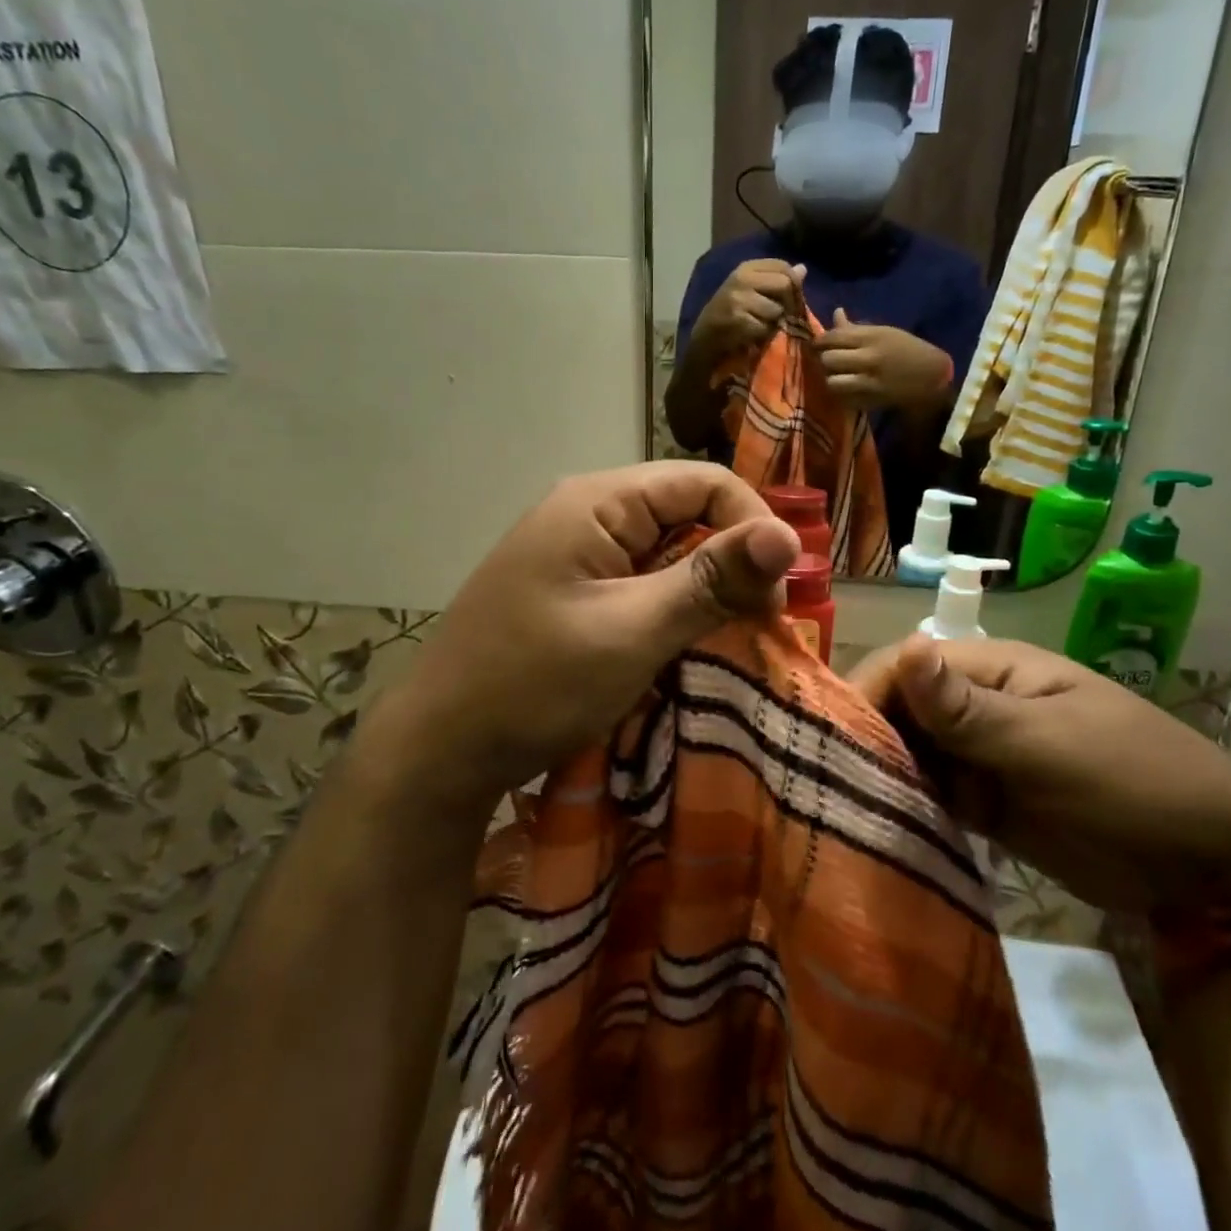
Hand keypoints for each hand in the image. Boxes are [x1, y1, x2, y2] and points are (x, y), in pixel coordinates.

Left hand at [357, 464, 799, 827]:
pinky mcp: (571, 588)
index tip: (778, 595)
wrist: (441, 748)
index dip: (753, 527)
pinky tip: (688, 641)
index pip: (704, 482)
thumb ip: (710, 580)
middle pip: (686, 512)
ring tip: (733, 636)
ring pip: (666, 550)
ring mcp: (575, 551)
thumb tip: (789, 537)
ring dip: (705, 588)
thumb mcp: (632, 632)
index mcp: (597, 502)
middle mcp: (586, 512)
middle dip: (732, 560)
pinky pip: (640, 580)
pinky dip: (673, 606)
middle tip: (761, 623)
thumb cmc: (535, 684)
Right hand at [691, 259, 804, 362]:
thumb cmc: (730, 314)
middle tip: (779, 316)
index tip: (787, 300)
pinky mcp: (738, 320)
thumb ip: (776, 279)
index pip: (783, 266)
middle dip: (787, 304)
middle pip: (785, 284)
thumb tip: (803, 269)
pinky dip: (762, 335)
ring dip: (773, 322)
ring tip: (760, 325)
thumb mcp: (751, 290)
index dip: (793, 284)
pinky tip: (752, 335)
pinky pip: (765, 327)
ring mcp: (738, 299)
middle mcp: (742, 279)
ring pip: (776, 309)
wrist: (704, 338)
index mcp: (746, 268)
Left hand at [813, 309, 952, 412]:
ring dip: (830, 379)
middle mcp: (868, 359)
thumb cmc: (907, 349)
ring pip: (832, 382)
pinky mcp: (870, 402)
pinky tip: (846, 390)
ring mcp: (868, 383)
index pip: (833, 337)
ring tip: (835, 377)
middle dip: (823, 360)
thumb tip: (836, 313)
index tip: (817, 344)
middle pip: (829, 359)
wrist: (932, 377)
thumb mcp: (884, 332)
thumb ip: (856, 328)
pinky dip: (841, 395)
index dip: (820, 341)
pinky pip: (843, 399)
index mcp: (872, 338)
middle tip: (826, 361)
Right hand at [851, 637, 1230, 912]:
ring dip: (881, 776)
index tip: (830, 741)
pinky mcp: (981, 800)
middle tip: (828, 785)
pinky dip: (905, 807)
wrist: (1210, 867)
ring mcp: (977, 754)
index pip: (904, 667)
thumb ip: (968, 709)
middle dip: (865, 740)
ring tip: (842, 811)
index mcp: (990, 670)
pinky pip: (928, 795)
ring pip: (907, 753)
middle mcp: (973, 705)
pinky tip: (878, 829)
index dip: (865, 696)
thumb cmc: (1132, 783)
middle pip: (898, 709)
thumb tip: (904, 650)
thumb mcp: (1049, 744)